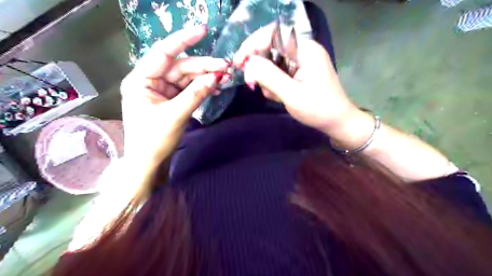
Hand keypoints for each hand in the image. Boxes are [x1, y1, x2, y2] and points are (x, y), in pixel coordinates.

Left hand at [121, 24, 227, 162]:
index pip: (163, 53)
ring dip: (206, 77)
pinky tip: (215, 88)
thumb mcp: (175, 115)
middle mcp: (150, 81)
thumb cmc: (154, 140)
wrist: (150, 162)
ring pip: (187, 77)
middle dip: (204, 67)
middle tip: (226, 67)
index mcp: (141, 80)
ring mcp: (162, 90)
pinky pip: (189, 89)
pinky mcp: (171, 99)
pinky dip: (202, 88)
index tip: (203, 31)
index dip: (183, 40)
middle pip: (180, 67)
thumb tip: (215, 77)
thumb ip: (195, 94)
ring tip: (225, 78)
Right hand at [233, 24, 360, 135]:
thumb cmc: (318, 109)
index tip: (239, 63)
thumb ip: (269, 77)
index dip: (253, 45)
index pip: (273, 35)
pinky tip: (279, 97)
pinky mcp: (298, 72)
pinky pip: (278, 73)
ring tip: (275, 96)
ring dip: (267, 80)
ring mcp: (300, 62)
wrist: (336, 122)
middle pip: (270, 49)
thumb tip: (249, 62)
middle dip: (259, 67)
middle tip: (252, 84)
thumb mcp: (292, 94)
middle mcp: (302, 51)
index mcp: (305, 50)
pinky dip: (273, 84)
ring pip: (272, 63)